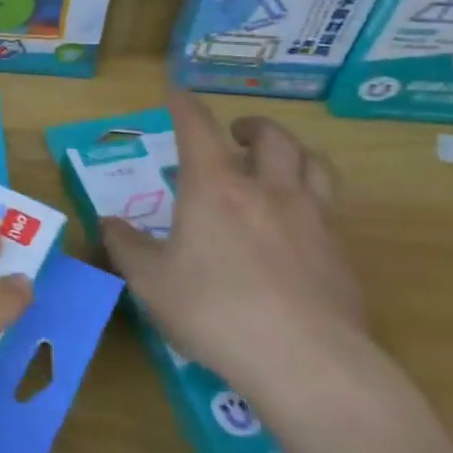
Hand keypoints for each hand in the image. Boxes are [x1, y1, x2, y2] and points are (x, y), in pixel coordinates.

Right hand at [100, 91, 370, 409]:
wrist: (305, 361)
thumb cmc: (213, 311)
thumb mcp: (150, 282)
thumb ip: (127, 247)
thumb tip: (109, 223)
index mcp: (215, 189)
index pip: (198, 129)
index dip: (185, 106)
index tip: (177, 92)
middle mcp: (268, 191)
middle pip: (272, 138)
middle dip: (252, 126)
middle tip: (237, 135)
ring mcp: (313, 220)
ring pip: (315, 164)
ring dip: (294, 152)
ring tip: (281, 162)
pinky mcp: (342, 254)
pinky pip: (331, 208)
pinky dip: (312, 199)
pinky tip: (300, 224)